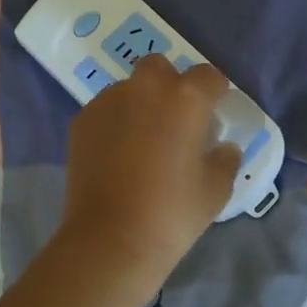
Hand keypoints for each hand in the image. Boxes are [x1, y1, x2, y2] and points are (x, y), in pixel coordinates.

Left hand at [58, 56, 241, 292]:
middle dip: (170, 84)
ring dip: (140, 103)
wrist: (110, 238)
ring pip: (129, 89)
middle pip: (160, 68)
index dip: (215, 90)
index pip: (207, 75)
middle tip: (176, 118)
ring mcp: (107, 102)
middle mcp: (145, 88)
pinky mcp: (82, 121)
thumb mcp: (215, 189)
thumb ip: (225, 160)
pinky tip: (117, 154)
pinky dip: (115, 122)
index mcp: (185, 98)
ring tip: (143, 139)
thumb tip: (224, 147)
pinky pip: (105, 110)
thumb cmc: (172, 212)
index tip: (215, 108)